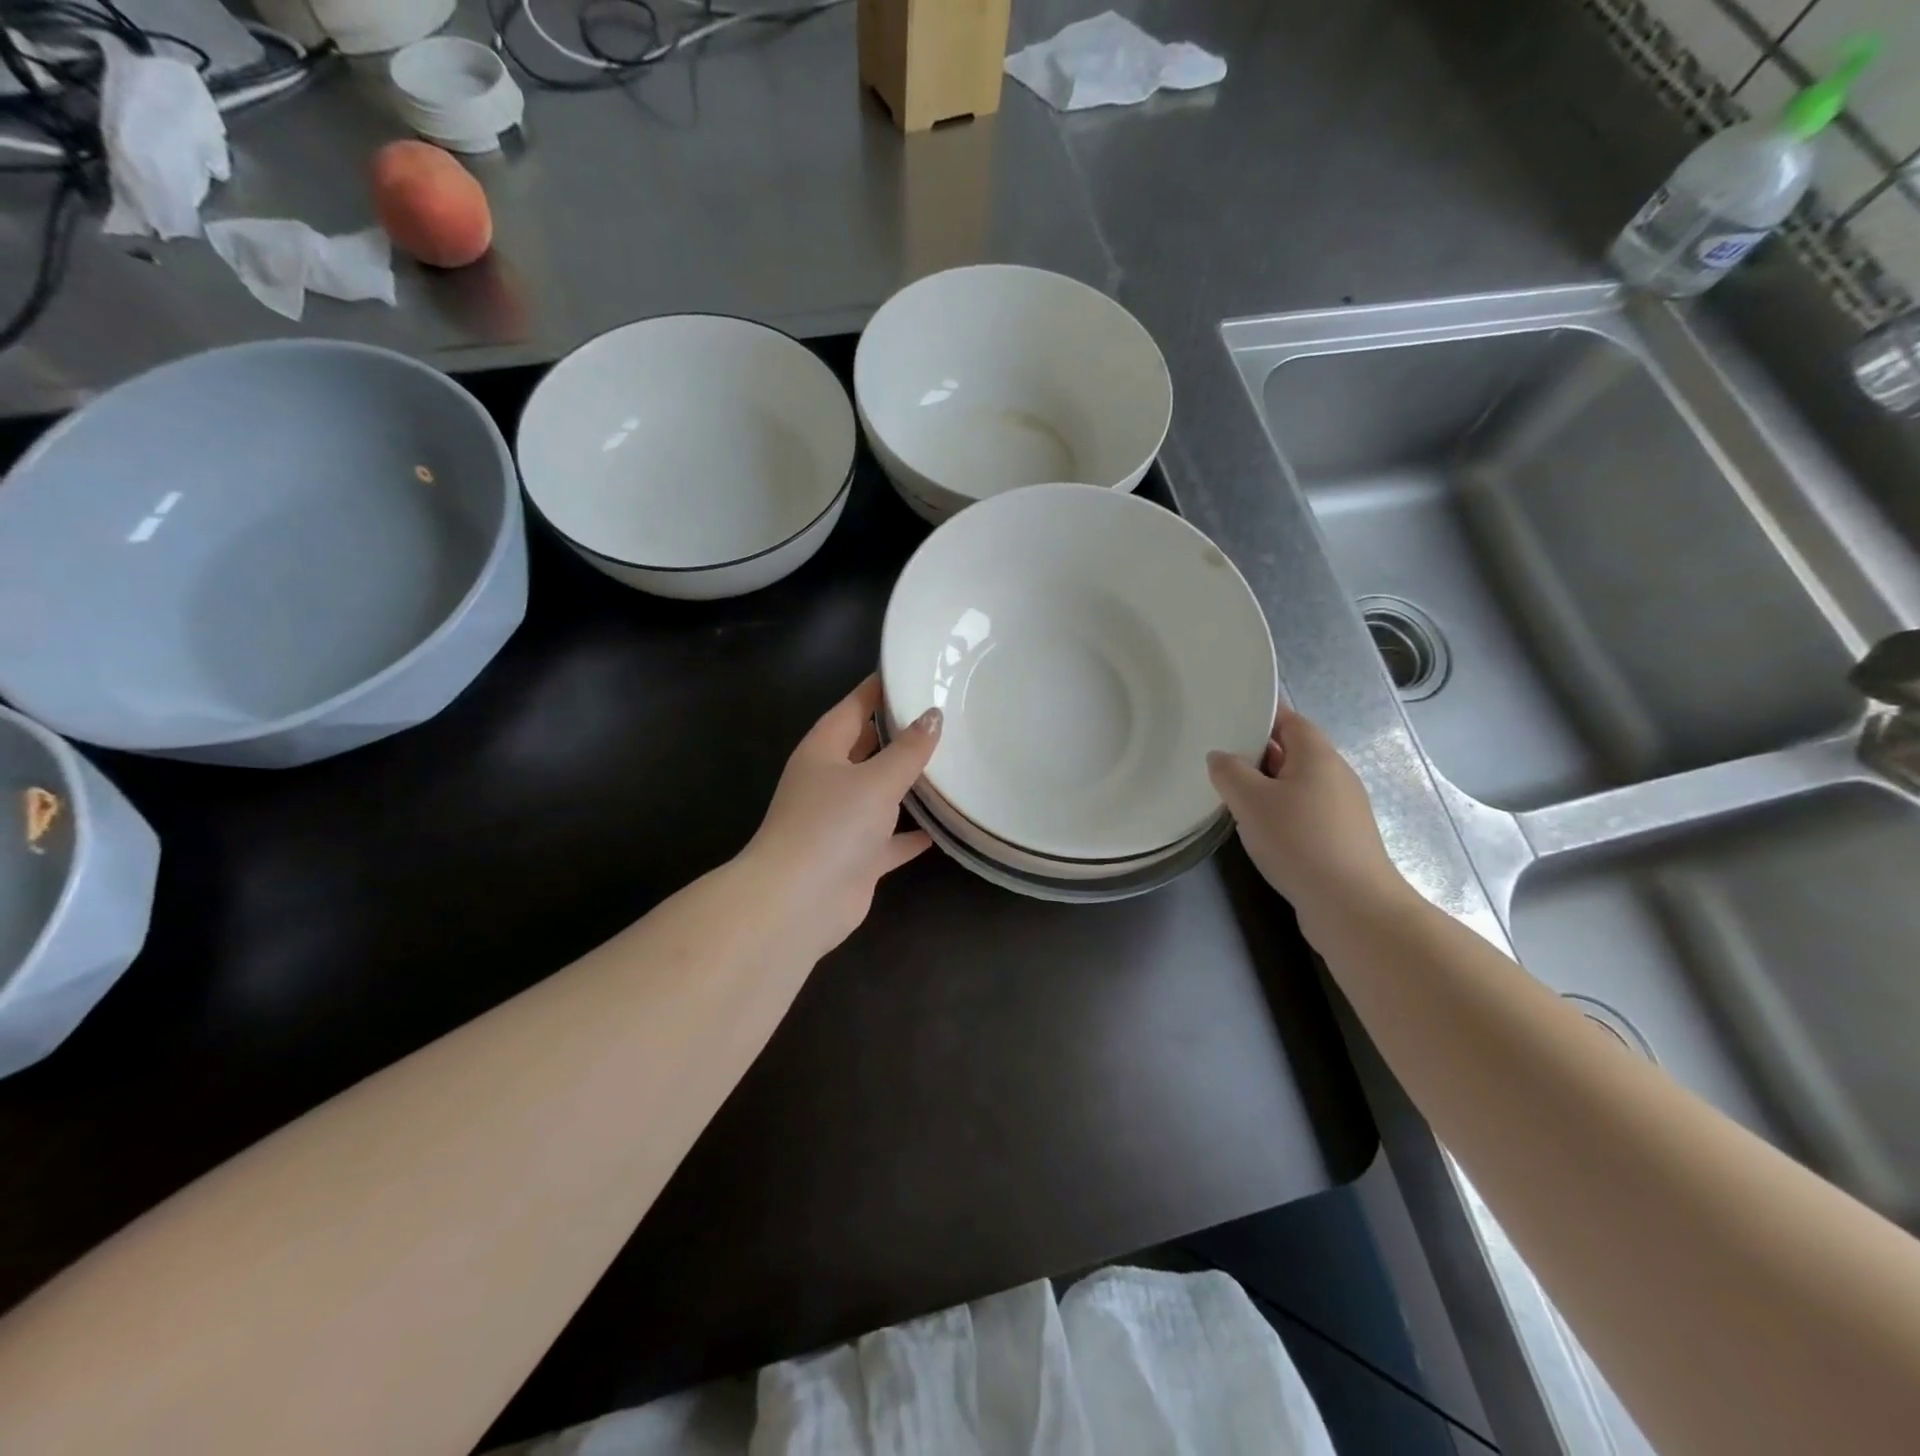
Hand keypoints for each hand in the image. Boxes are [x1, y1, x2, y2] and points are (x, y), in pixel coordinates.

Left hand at [741, 675, 941, 958]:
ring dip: (908, 784)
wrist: (799, 902)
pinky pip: (889, 839)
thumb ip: (908, 750)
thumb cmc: (832, 825)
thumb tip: (932, 716)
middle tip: (943, 715)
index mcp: (823, 750)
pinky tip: (942, 826)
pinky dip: (911, 833)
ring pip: (880, 793)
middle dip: (899, 734)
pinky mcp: (856, 857)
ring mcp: (841, 821)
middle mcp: (829, 781)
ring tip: (951, 763)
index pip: (854, 706)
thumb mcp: (876, 779)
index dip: (880, 688)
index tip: (912, 671)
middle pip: (867, 747)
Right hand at [1207, 710, 1414, 942]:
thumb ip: (1229, 772)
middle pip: (1293, 751)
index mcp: (1318, 756)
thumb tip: (1220, 757)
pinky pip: (1302, 811)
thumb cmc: (1299, 841)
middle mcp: (1335, 776)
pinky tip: (1256, 828)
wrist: (1351, 906)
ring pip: (1296, 784)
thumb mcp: (1251, 801)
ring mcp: (1341, 809)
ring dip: (1266, 786)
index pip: (1290, 720)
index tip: (1229, 716)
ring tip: (1230, 792)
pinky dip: (1278, 812)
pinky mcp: (1338, 839)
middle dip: (1257, 752)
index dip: (1262, 715)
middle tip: (1219, 755)